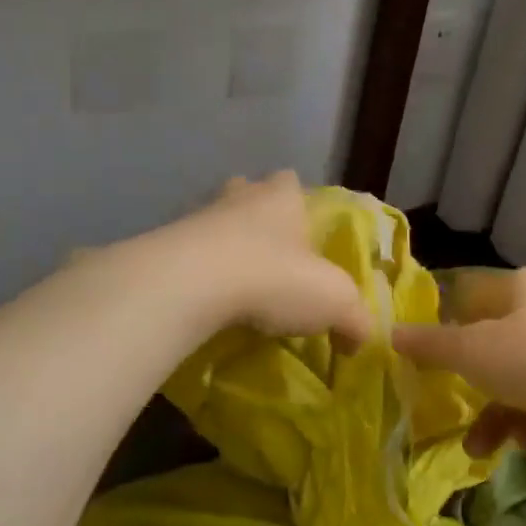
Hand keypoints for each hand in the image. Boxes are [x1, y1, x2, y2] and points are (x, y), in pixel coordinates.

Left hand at [162, 172, 371, 343]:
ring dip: (224, 246)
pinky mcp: (166, 247)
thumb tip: (359, 341)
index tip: (301, 229)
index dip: (297, 201)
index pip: (291, 183)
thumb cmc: (276, 277)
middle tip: (268, 253)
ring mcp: (197, 218)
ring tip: (235, 282)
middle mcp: (239, 197)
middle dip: (257, 218)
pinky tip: (206, 299)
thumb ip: (355, 320)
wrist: (193, 284)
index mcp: (282, 197)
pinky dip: (198, 273)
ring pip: (215, 224)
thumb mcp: (335, 302)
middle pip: (248, 195)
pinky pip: (188, 255)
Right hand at [392, 266, 525, 450]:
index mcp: (524, 284)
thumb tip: (390, 334)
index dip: (447, 325)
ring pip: (525, 375)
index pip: (472, 294)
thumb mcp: (472, 353)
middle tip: (457, 406)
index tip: (431, 358)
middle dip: (475, 385)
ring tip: (483, 449)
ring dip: (500, 413)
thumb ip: (430, 346)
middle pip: (498, 341)